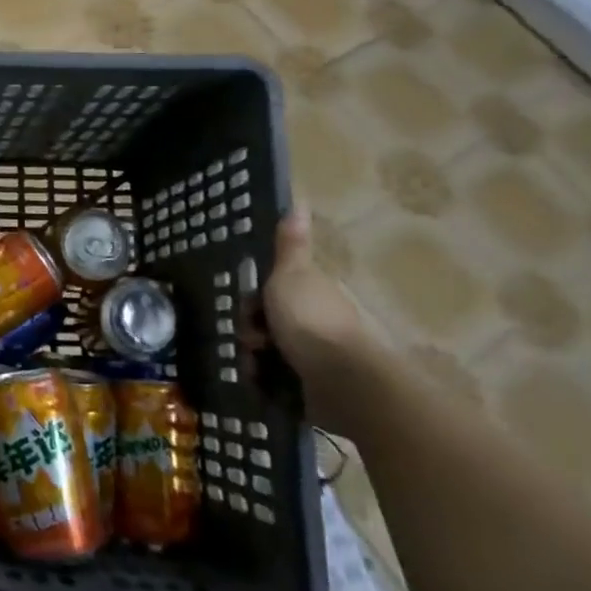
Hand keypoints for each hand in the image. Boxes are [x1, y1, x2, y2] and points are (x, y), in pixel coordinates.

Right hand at [246, 211, 368, 426]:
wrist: (342, 381)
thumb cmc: (310, 320)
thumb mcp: (291, 274)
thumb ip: (289, 244)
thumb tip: (299, 200)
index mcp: (313, 294)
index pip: (273, 293)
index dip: (254, 300)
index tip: (248, 309)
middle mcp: (317, 324)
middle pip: (269, 324)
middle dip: (251, 332)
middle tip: (250, 340)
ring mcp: (318, 359)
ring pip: (270, 354)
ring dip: (254, 360)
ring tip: (256, 367)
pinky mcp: (315, 390)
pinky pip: (278, 383)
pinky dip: (267, 384)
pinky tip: (263, 384)